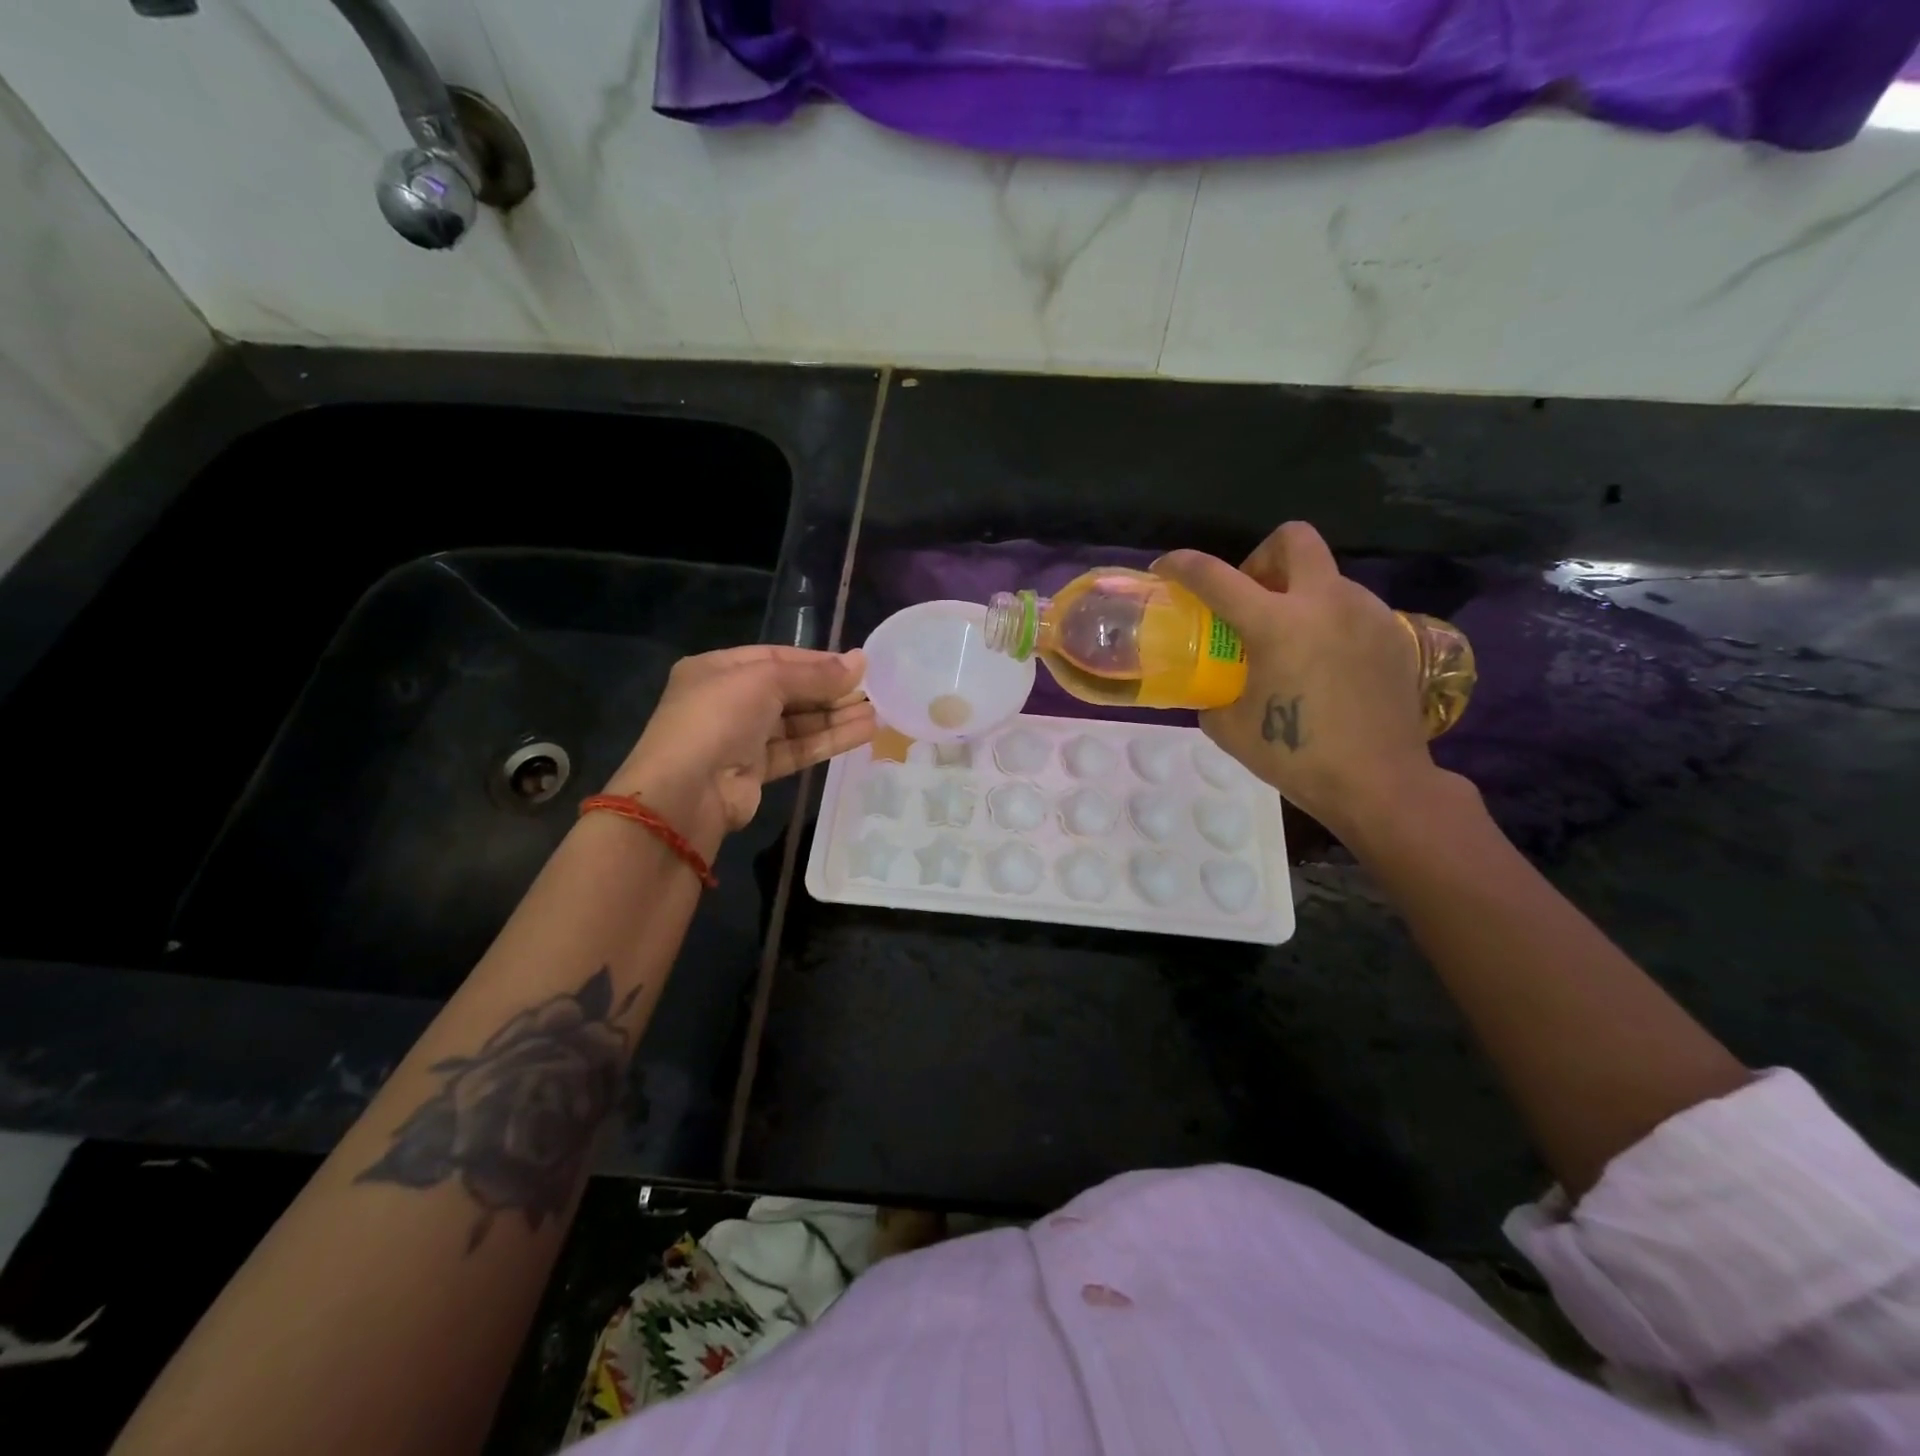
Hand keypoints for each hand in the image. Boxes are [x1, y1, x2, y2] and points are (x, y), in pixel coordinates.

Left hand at [608, 646, 874, 847]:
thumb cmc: (718, 719)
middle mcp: (727, 701)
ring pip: (796, 723)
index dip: (817, 661)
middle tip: (873, 690)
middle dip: (830, 691)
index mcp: (717, 669)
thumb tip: (860, 662)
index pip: (776, 657)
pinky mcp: (755, 771)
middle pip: (789, 691)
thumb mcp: (765, 682)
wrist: (685, 793)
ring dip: (835, 717)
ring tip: (877, 713)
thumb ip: (814, 674)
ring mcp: (741, 738)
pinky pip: (797, 749)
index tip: (857, 665)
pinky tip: (863, 733)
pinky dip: (827, 740)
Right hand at [1156, 522, 1435, 836]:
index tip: (1167, 568)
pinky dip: (1328, 622)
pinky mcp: (1393, 632)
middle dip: (1262, 558)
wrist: (1379, 782)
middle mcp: (1324, 603)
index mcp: (1276, 624)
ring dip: (1298, 596)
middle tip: (1252, 599)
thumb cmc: (1296, 756)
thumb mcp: (1230, 727)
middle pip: (1292, 538)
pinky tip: (1326, 664)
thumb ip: (1212, 692)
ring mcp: (1366, 613)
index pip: (1215, 577)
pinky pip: (1351, 607)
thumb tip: (1210, 684)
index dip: (1182, 565)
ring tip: (1292, 644)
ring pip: (1325, 576)